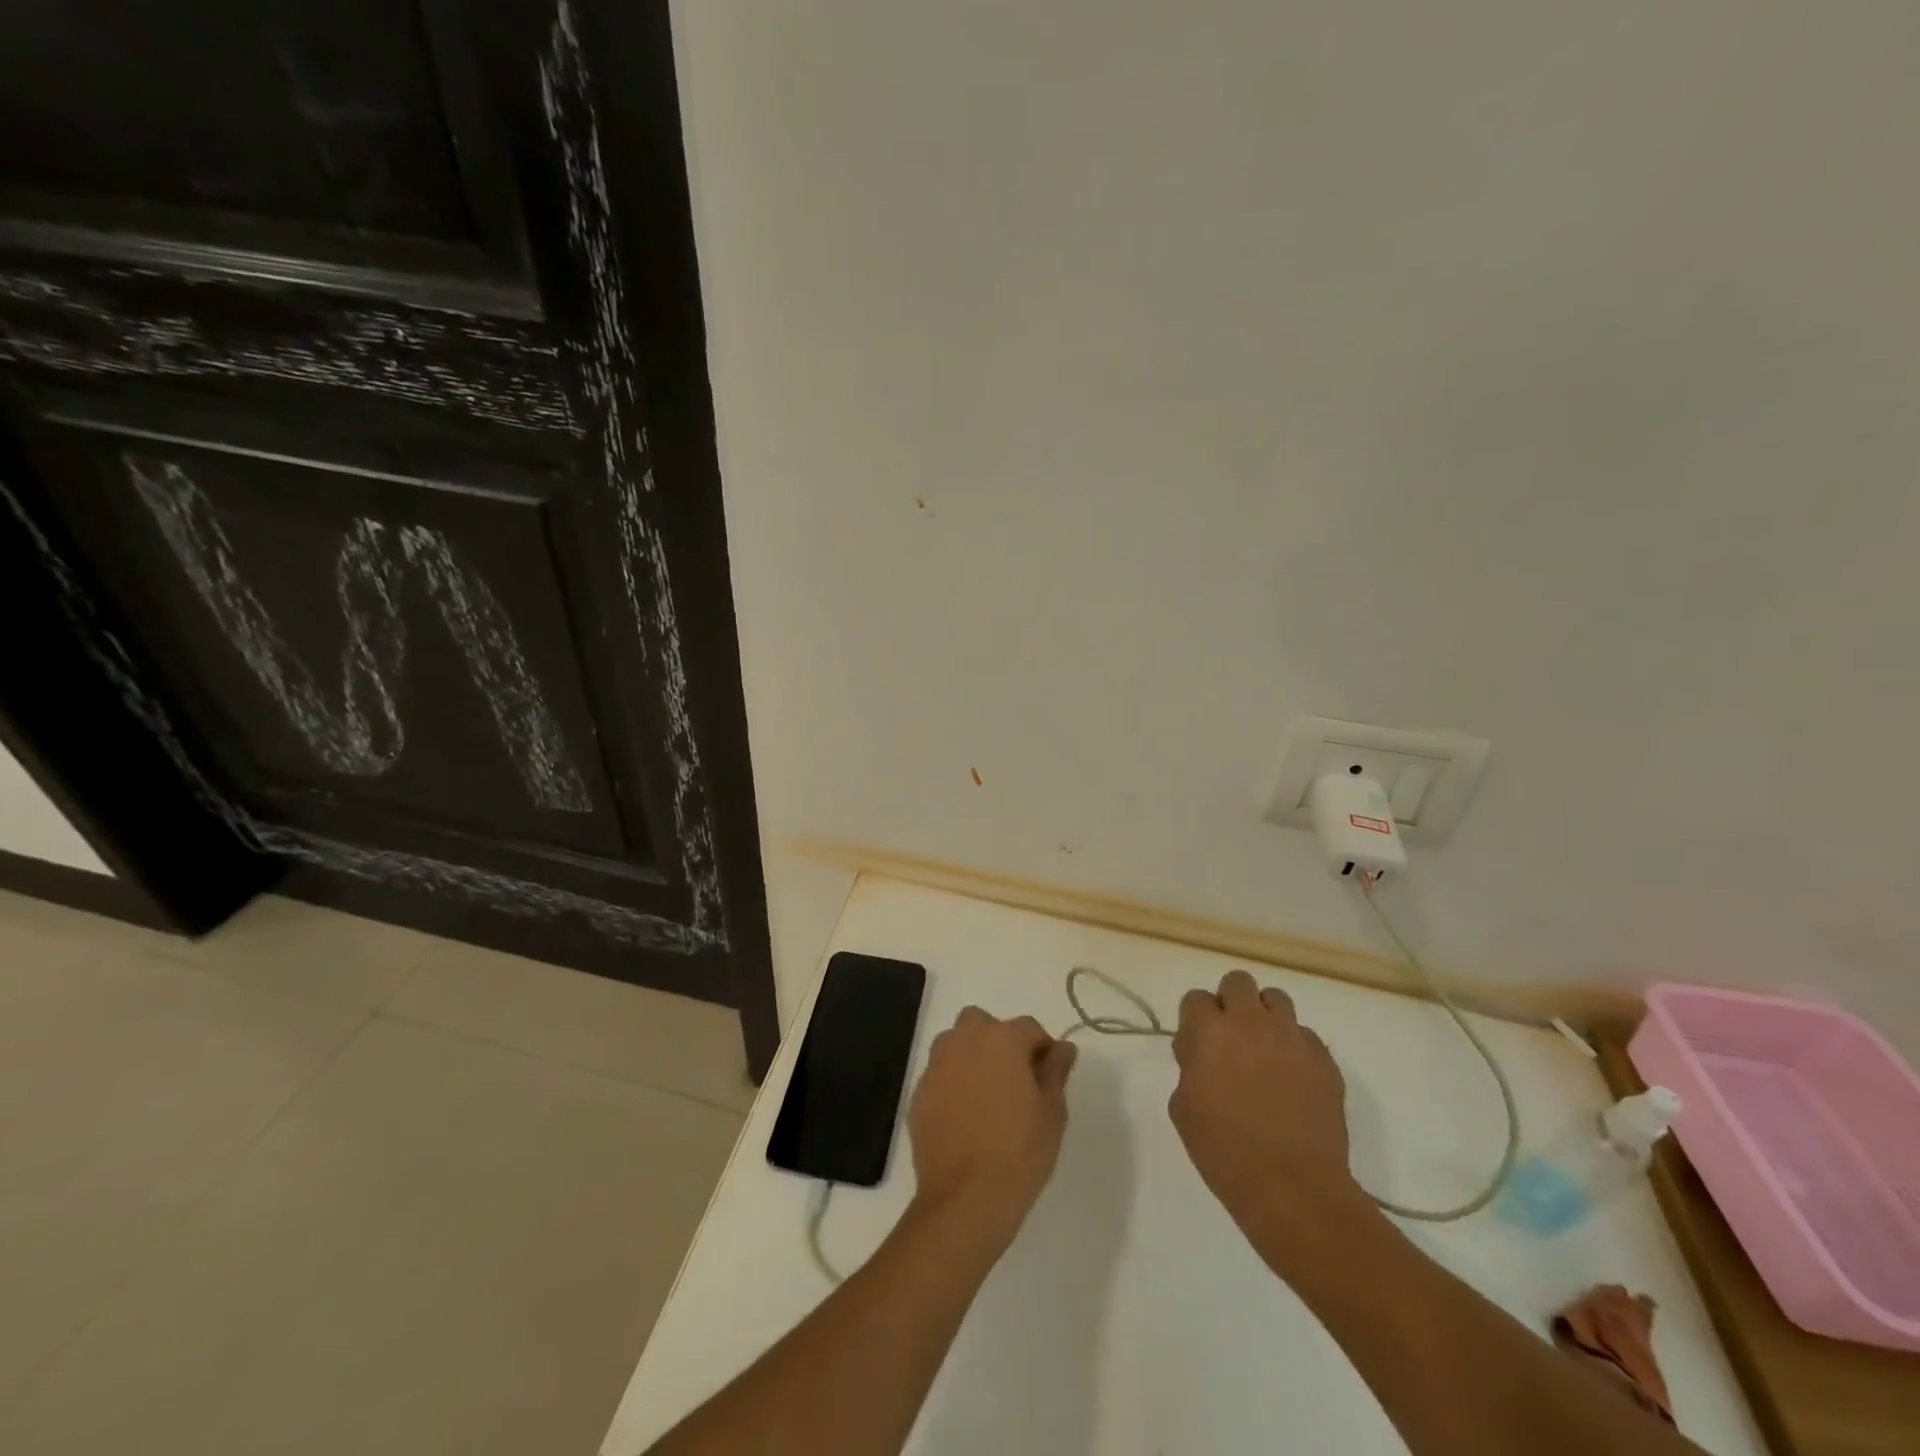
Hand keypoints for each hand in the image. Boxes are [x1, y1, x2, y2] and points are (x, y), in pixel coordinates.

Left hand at [908, 1008, 1077, 1249]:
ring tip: (987, 1095)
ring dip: (971, 1056)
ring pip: (956, 1043)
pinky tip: (964, 1116)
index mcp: (1002, 1039)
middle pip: (984, 1024)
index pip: (1029, 1028)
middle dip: (999, 1041)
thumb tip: (1063, 1048)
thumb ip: (1056, 1072)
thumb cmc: (1019, 1152)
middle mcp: (964, 1041)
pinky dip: (953, 1083)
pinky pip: (940, 1074)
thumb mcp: (1052, 1112)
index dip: (1042, 1049)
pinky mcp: (918, 1092)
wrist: (965, 1199)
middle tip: (1014, 1080)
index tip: (1049, 1076)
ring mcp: (937, 1065)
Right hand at [1168, 969, 1361, 1242]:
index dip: (1195, 1020)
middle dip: (1230, 1002)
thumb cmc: (1224, 1151)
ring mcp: (1292, 1037)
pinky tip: (1293, 1079)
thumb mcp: (1183, 1108)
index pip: (1195, 998)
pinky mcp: (1324, 1060)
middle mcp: (1250, 1022)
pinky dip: (1295, 1048)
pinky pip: (1305, 1036)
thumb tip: (1204, 1058)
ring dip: (1265, 1016)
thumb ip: (1190, 1068)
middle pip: (1238, 982)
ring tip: (1265, 1050)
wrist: (1292, 1187)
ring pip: (1276, 999)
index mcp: (1209, 1031)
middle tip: (1231, 1038)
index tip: (1197, 1048)